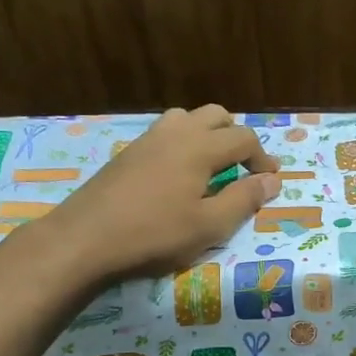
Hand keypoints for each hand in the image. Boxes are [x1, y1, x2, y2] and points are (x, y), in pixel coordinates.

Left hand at [48, 106, 280, 280]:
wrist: (84, 240)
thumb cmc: (154, 235)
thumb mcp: (210, 225)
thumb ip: (244, 200)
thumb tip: (272, 180)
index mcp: (200, 147)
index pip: (244, 138)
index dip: (262, 158)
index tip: (269, 182)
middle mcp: (176, 133)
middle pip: (217, 116)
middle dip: (237, 138)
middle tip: (243, 170)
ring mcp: (148, 140)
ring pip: (188, 119)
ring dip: (208, 135)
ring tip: (212, 168)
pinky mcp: (128, 153)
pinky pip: (166, 134)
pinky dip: (183, 144)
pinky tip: (178, 177)